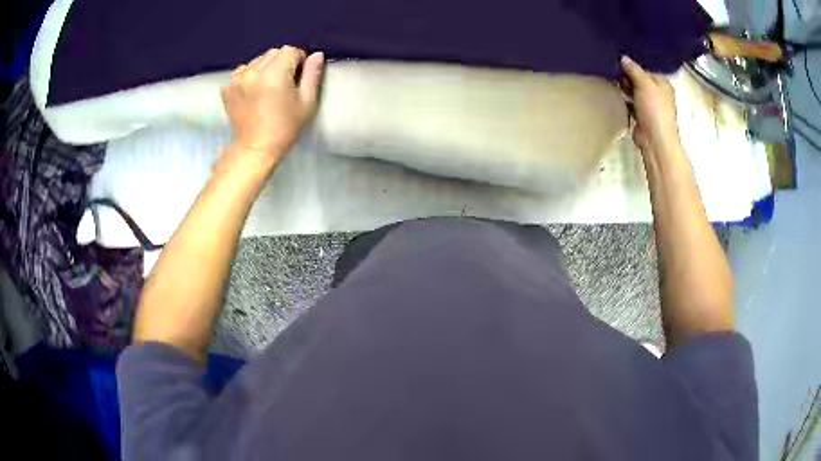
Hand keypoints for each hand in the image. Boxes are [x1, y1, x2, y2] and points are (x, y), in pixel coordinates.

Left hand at [221, 46, 324, 163]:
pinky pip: (242, 72)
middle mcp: (253, 71)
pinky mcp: (227, 88)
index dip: (298, 60)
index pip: (290, 50)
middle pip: (272, 53)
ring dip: (264, 68)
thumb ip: (312, 74)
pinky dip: (249, 76)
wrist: (255, 148)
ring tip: (267, 88)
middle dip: (281, 62)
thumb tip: (317, 55)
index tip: (298, 76)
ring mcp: (237, 79)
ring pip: (257, 61)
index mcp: (274, 73)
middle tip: (284, 83)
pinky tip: (253, 91)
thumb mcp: (306, 102)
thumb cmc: (285, 128)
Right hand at [620, 56, 680, 154]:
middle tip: (614, 72)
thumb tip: (624, 58)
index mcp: (663, 84)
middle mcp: (658, 94)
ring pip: (635, 92)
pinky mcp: (642, 117)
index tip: (620, 63)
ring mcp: (651, 106)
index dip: (634, 66)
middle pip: (640, 80)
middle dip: (628, 77)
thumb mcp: (644, 83)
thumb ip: (634, 70)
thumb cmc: (654, 109)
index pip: (646, 69)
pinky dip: (625, 101)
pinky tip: (616, 97)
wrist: (655, 140)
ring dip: (625, 88)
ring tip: (613, 83)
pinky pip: (631, 104)